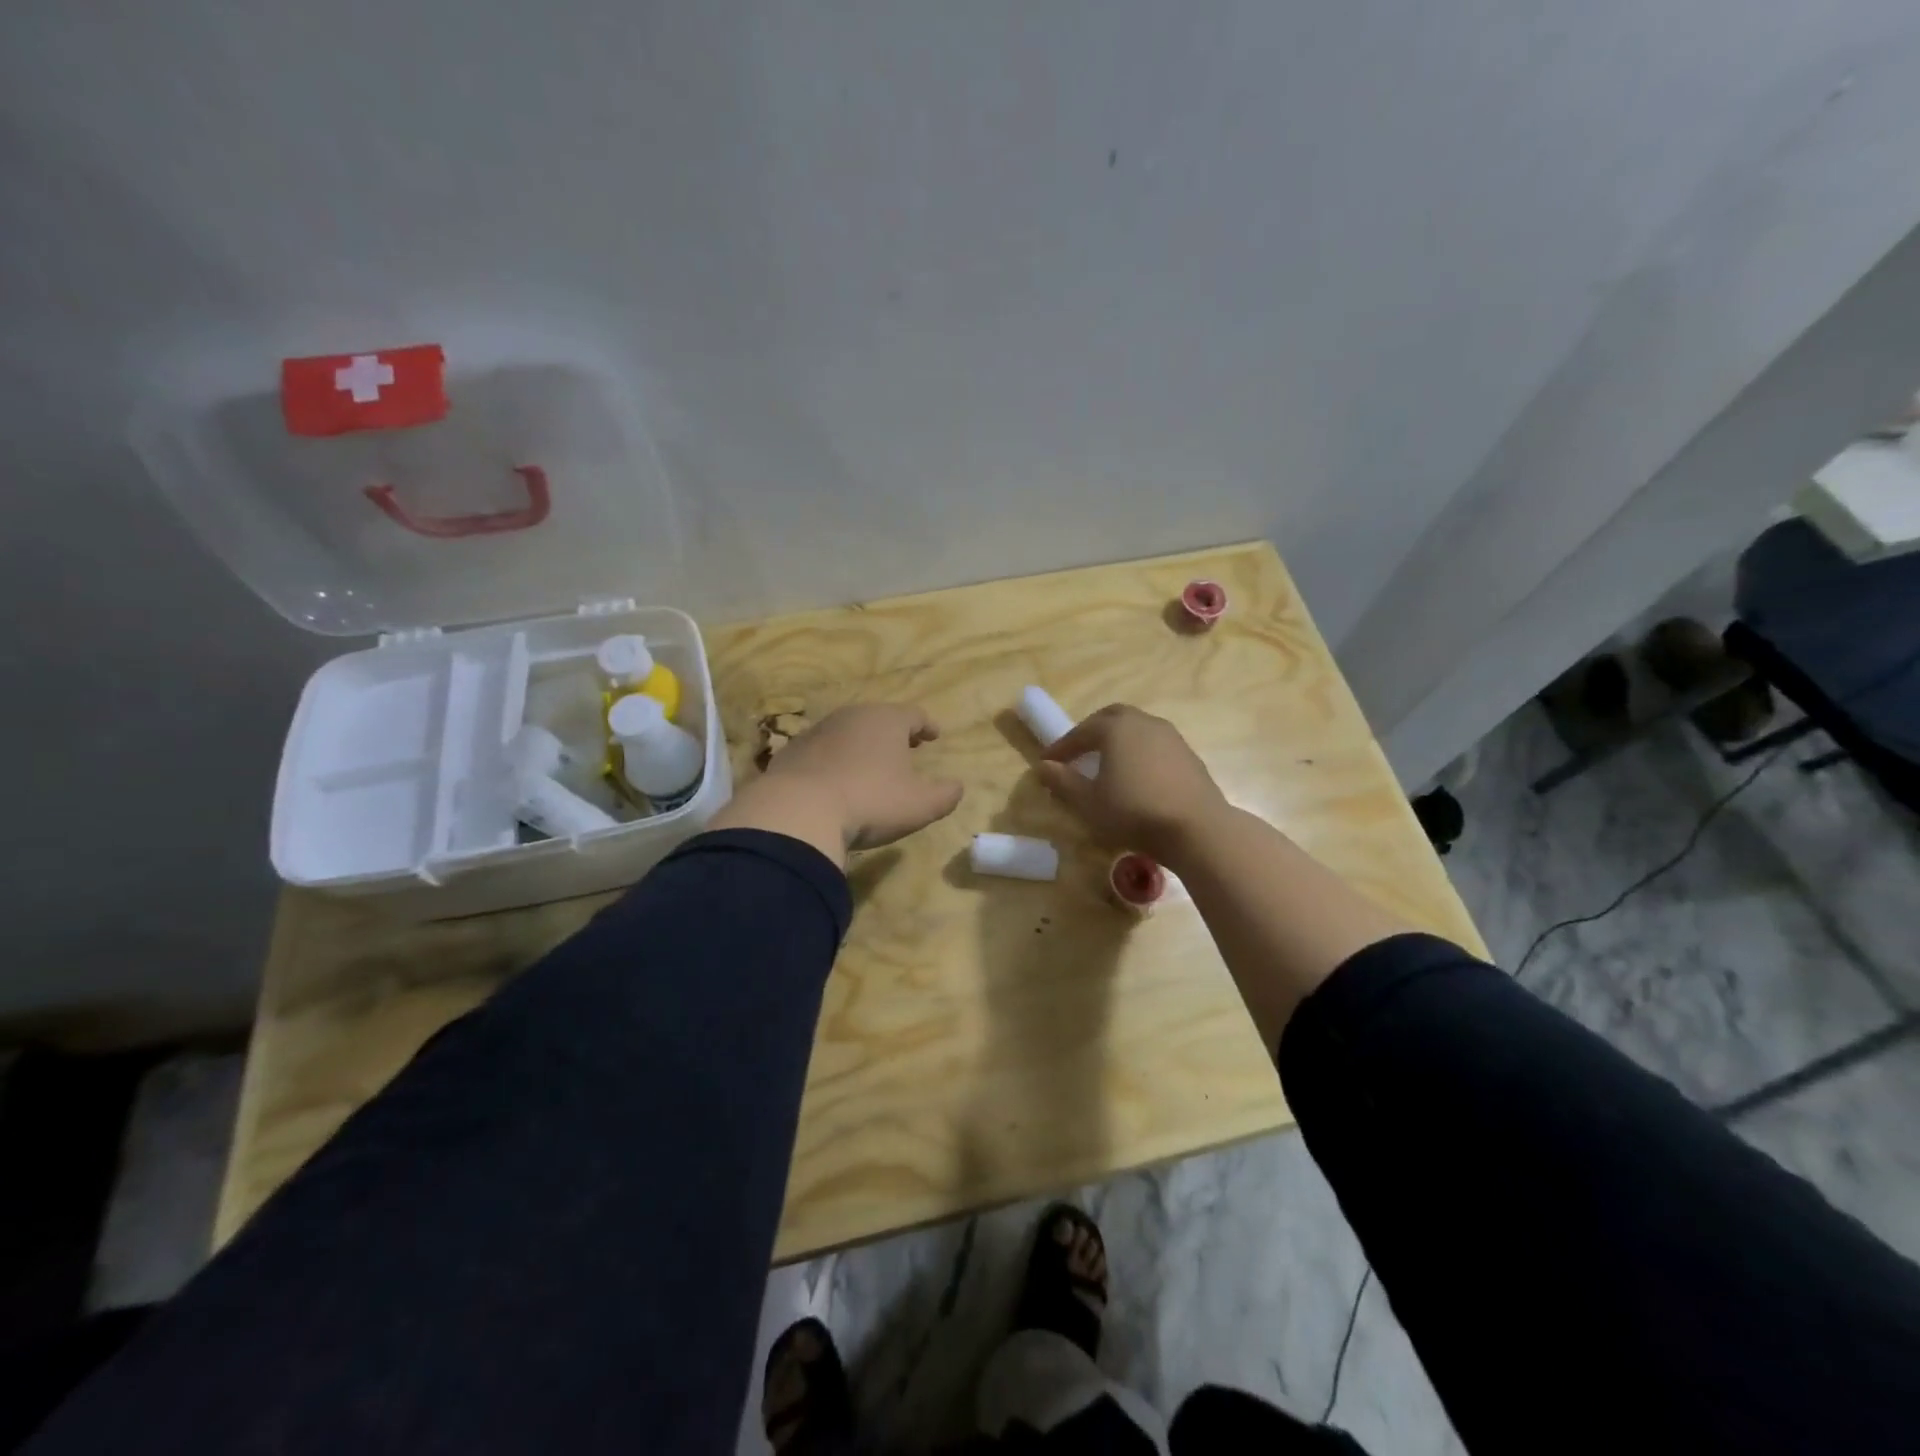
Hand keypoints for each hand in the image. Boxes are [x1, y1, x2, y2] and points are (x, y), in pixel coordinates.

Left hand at [711, 703, 963, 864]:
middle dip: (893, 731)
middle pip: (878, 718)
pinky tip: (834, 780)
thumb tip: (957, 787)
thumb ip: (945, 795)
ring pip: (847, 732)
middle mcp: (851, 717)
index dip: (927, 725)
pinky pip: (820, 752)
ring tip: (869, 764)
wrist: (798, 812)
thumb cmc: (870, 801)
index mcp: (886, 721)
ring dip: (861, 745)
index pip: (914, 714)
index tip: (934, 735)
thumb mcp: (920, 805)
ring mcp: (816, 732)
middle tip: (904, 746)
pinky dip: (832, 760)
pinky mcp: (790, 753)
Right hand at [1036, 704, 1228, 865]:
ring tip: (1107, 764)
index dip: (1062, 746)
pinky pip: (1155, 745)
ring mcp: (1171, 737)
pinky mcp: (1188, 755)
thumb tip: (1042, 767)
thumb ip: (1063, 782)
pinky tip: (1137, 777)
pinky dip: (1139, 753)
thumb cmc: (1134, 812)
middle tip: (1078, 752)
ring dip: (1118, 740)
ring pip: (1137, 729)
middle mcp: (1144, 723)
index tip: (1048, 761)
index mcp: (1116, 728)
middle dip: (1091, 732)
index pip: (1081, 731)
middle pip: (1112, 718)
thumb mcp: (1089, 802)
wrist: (1197, 829)